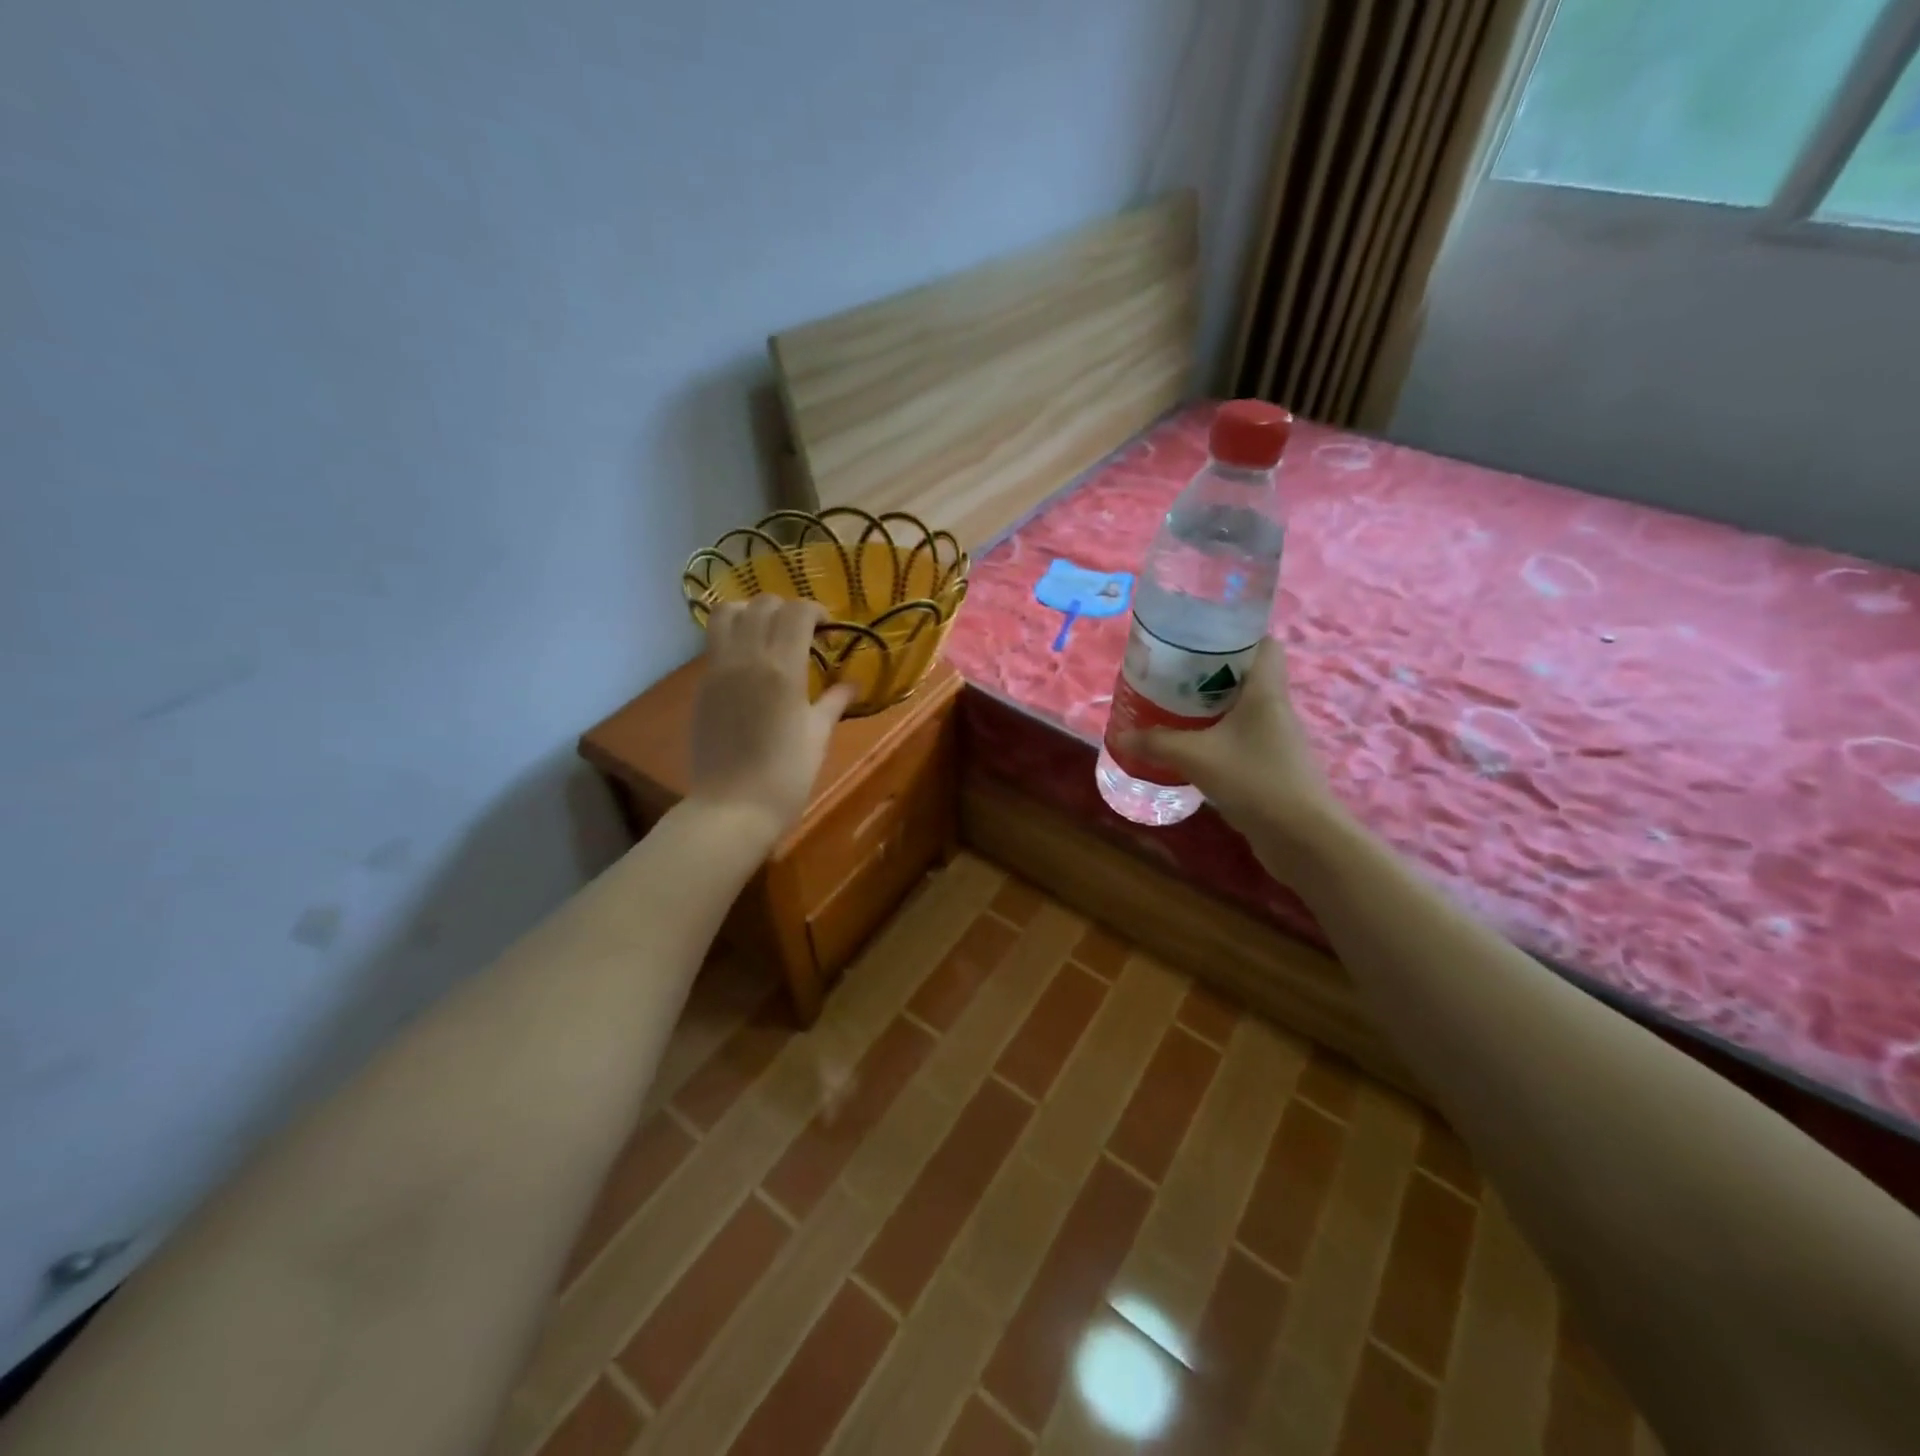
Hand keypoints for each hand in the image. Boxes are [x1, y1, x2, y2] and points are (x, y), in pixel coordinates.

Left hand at [688, 598, 855, 845]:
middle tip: (803, 632)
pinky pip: (715, 642)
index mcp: (782, 669)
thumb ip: (834, 702)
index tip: (828, 629)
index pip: (797, 612)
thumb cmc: (786, 776)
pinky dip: (733, 636)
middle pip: (763, 604)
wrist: (732, 808)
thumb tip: (852, 683)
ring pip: (727, 613)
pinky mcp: (702, 685)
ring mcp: (718, 670)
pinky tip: (750, 662)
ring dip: (751, 612)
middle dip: (787, 609)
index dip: (816, 611)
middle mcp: (746, 658)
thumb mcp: (818, 736)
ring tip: (768, 634)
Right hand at [1120, 636, 1338, 836]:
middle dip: (1213, 673)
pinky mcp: (1275, 767)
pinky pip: (1244, 739)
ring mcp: (1279, 740)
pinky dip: (1221, 738)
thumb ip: (1157, 743)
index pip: (1264, 643)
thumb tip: (1121, 736)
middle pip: (1249, 676)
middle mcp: (1277, 709)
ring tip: (1177, 710)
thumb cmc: (1254, 779)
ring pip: (1245, 710)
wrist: (1302, 837)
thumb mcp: (1195, 757)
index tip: (1200, 640)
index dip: (1236, 635)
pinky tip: (1195, 749)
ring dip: (1215, 708)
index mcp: (1266, 691)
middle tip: (1175, 676)